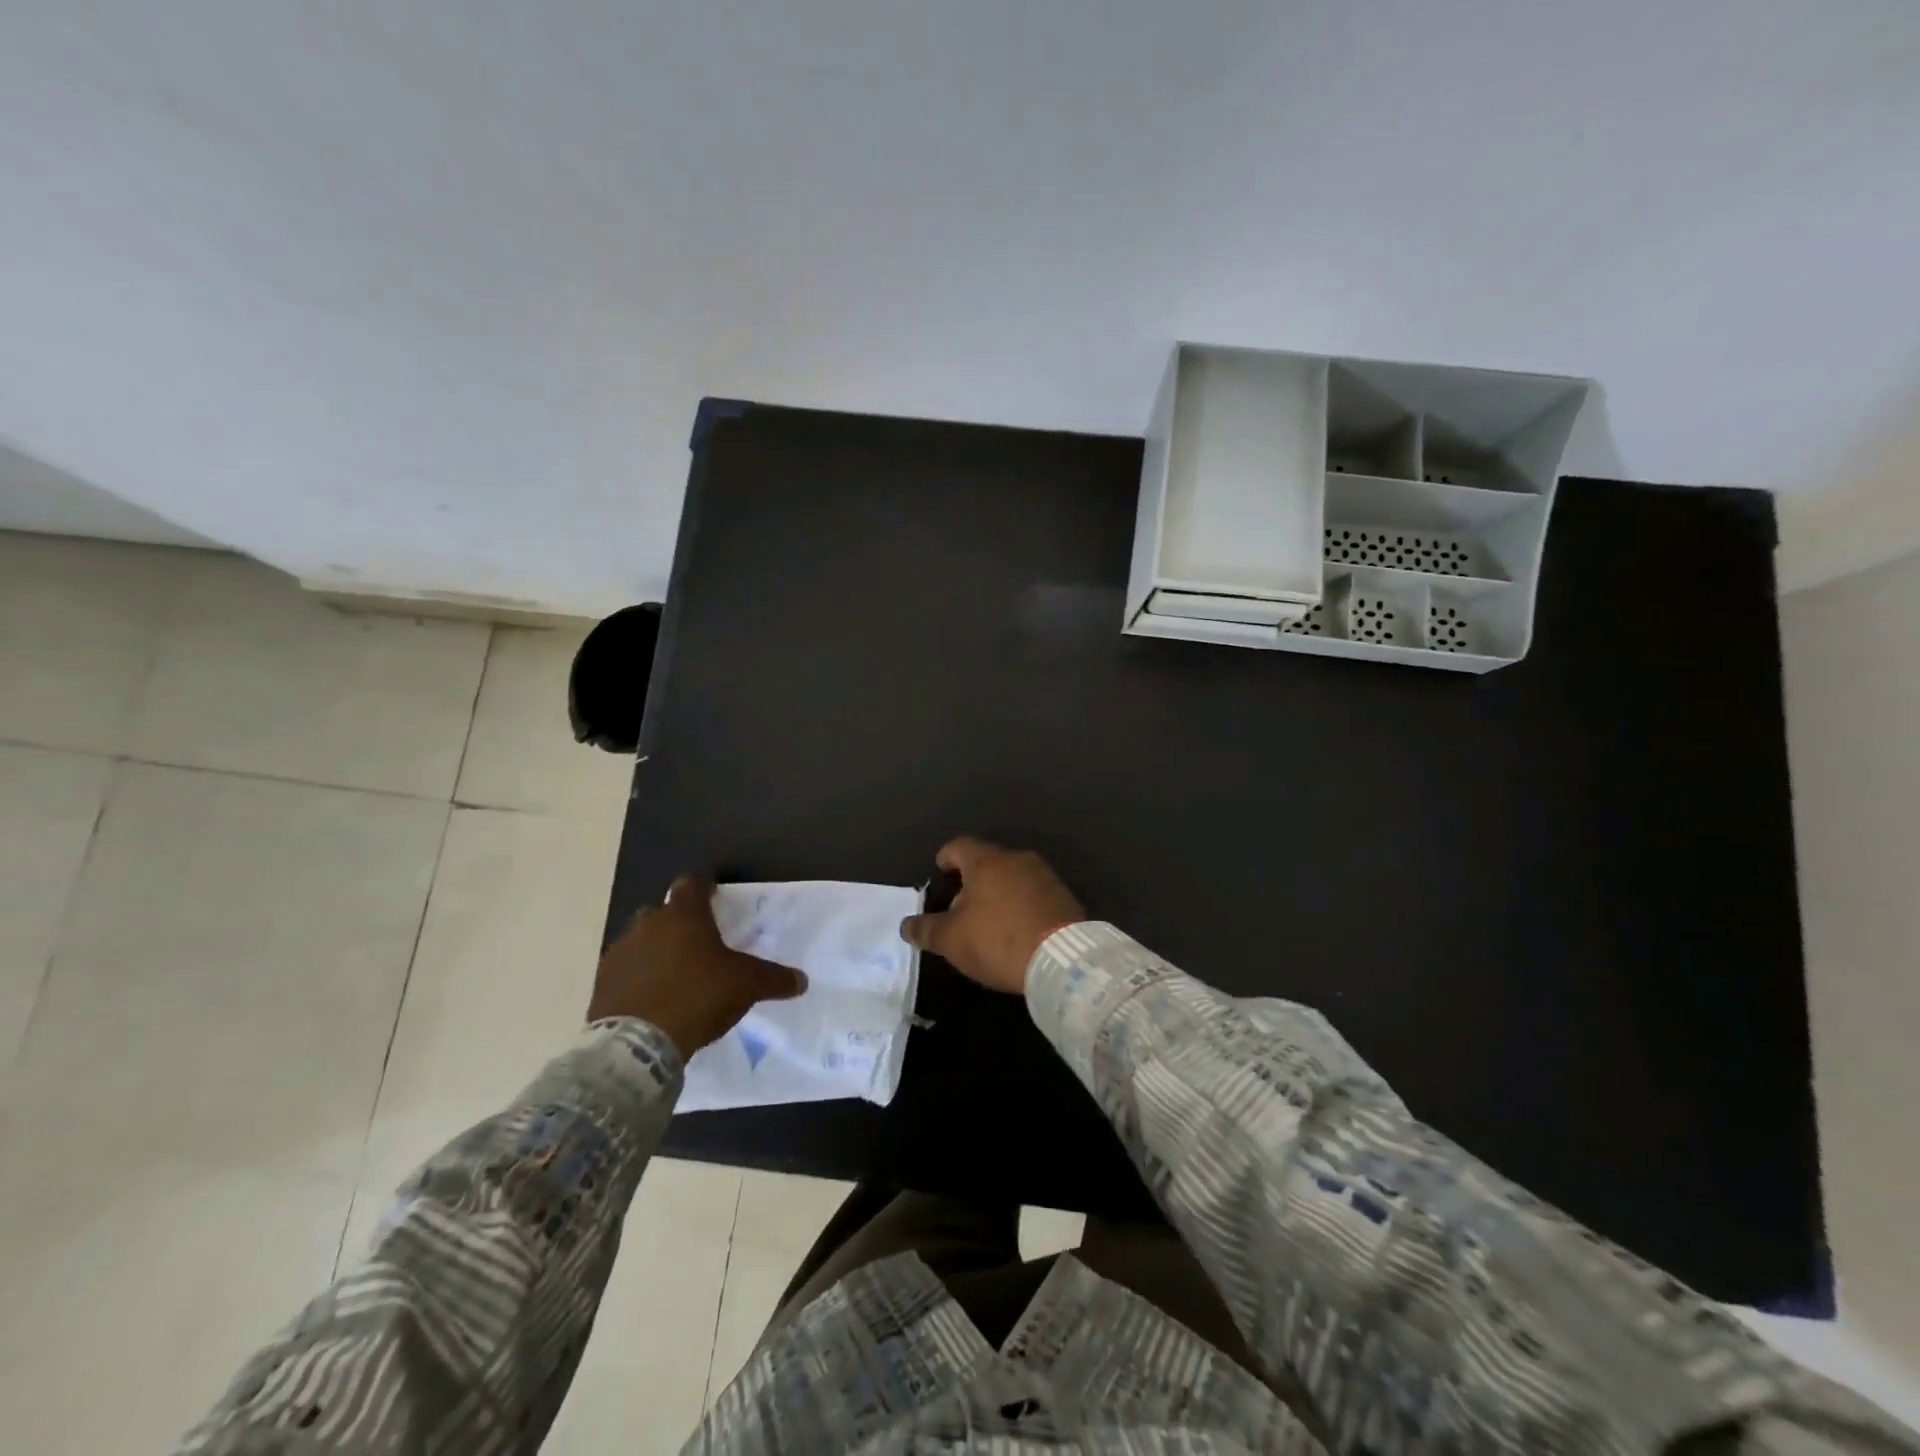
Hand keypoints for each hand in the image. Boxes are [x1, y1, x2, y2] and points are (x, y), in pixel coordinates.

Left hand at [588, 876, 806, 1058]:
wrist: (637, 1044)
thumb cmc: (698, 997)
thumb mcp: (747, 986)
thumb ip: (775, 979)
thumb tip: (802, 980)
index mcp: (684, 914)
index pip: (693, 884)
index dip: (705, 889)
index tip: (715, 899)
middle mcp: (648, 923)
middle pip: (665, 912)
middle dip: (680, 923)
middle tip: (699, 945)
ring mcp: (620, 951)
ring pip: (642, 940)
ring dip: (656, 950)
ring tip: (675, 975)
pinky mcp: (602, 981)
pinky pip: (626, 970)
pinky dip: (638, 977)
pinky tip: (652, 997)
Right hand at [899, 837, 1084, 993]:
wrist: (1063, 959)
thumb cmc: (998, 940)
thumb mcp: (952, 940)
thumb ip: (926, 929)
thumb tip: (907, 925)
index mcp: (987, 861)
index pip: (959, 846)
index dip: (946, 857)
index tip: (940, 869)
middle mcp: (1017, 859)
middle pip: (987, 862)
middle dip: (971, 880)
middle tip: (959, 905)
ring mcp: (1045, 876)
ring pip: (1012, 877)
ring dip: (998, 893)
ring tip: (987, 920)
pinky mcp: (1064, 897)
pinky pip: (1033, 894)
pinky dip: (1020, 905)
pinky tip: (1016, 929)